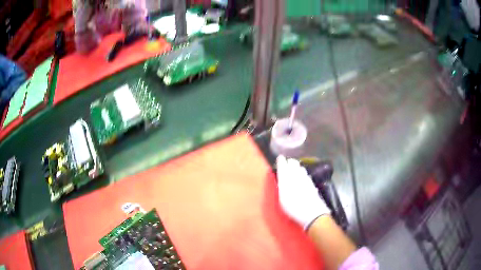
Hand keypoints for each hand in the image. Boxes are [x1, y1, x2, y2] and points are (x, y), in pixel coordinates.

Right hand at [276, 155, 330, 229]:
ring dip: (297, 167)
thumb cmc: (293, 208)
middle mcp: (297, 176)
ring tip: (294, 167)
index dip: (281, 162)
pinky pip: (306, 175)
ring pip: (301, 169)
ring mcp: (306, 180)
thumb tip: (282, 177)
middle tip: (287, 162)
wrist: (312, 213)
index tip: (280, 158)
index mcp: (287, 179)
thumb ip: (282, 186)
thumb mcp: (282, 199)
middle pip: (294, 165)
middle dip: (290, 163)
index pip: (284, 166)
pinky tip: (303, 175)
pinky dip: (303, 173)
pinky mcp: (312, 184)